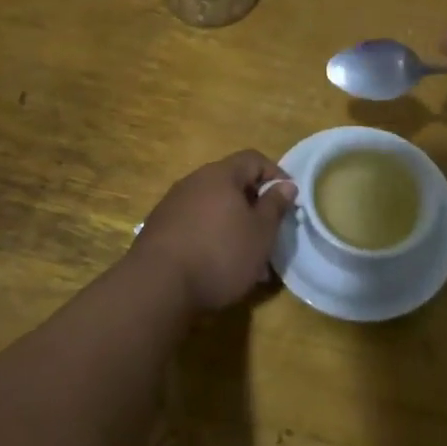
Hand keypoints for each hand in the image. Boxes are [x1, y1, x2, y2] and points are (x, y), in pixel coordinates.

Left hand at [133, 151, 297, 312]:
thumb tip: (285, 185)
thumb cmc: (220, 253)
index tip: (289, 200)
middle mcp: (194, 181)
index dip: (275, 174)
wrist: (157, 286)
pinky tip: (217, 266)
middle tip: (269, 232)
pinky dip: (211, 237)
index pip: (253, 159)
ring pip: (213, 207)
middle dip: (253, 205)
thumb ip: (275, 205)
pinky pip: (195, 224)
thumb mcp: (260, 232)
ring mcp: (172, 204)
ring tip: (247, 257)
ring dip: (233, 225)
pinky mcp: (159, 228)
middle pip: (231, 183)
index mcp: (220, 175)